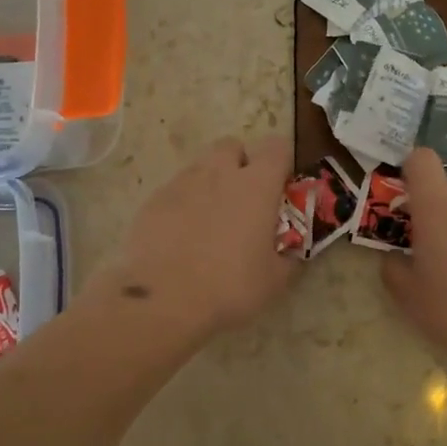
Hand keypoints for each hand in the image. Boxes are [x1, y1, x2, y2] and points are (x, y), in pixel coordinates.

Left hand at [90, 136, 298, 337]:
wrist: (163, 299)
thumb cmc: (230, 287)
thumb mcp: (275, 280)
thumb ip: (288, 257)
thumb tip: (292, 252)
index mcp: (256, 185)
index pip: (276, 147)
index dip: (282, 162)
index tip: (282, 187)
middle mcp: (219, 173)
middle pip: (232, 146)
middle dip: (241, 164)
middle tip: (245, 200)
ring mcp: (182, 183)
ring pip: (201, 166)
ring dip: (211, 182)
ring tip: (212, 219)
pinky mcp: (153, 200)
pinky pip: (175, 190)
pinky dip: (184, 203)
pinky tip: (182, 235)